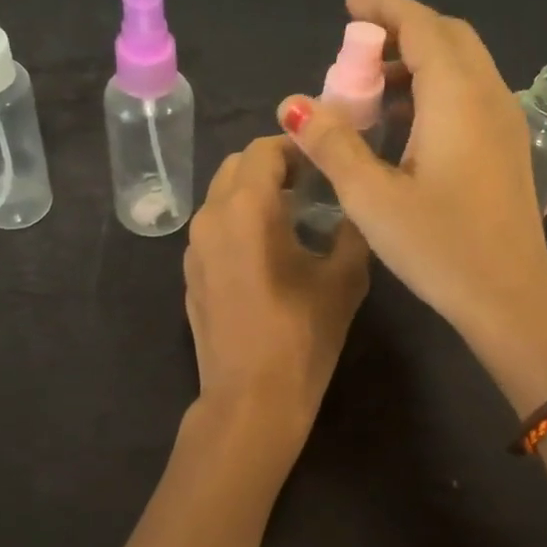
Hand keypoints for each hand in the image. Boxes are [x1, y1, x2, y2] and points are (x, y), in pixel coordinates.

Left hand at [183, 136, 370, 449]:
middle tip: (311, 184)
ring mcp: (193, 247)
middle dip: (273, 165)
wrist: (250, 400)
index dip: (296, 146)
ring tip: (292, 215)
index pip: (265, 149)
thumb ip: (352, 229)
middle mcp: (211, 216)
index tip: (325, 159)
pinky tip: (266, 250)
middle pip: (237, 166)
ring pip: (221, 196)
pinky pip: (214, 228)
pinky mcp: (190, 273)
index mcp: (247, 207)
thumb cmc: (302, 336)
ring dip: (253, 192)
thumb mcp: (345, 279)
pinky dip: (237, 221)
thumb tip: (356, 204)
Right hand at [276, 0, 546, 370]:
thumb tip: (293, 104)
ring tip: (371, 90)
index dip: (384, 7)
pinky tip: (404, 124)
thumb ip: (332, 144)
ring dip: (419, 62)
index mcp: (457, 97)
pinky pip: (471, 93)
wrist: (510, 298)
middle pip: (448, 36)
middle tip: (356, 50)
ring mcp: (505, 122)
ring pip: (463, 65)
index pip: (422, 25)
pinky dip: (436, 88)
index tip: (348, 6)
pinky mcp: (508, 147)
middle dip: (401, 31)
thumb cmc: (439, 247)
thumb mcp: (372, 198)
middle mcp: (489, 96)